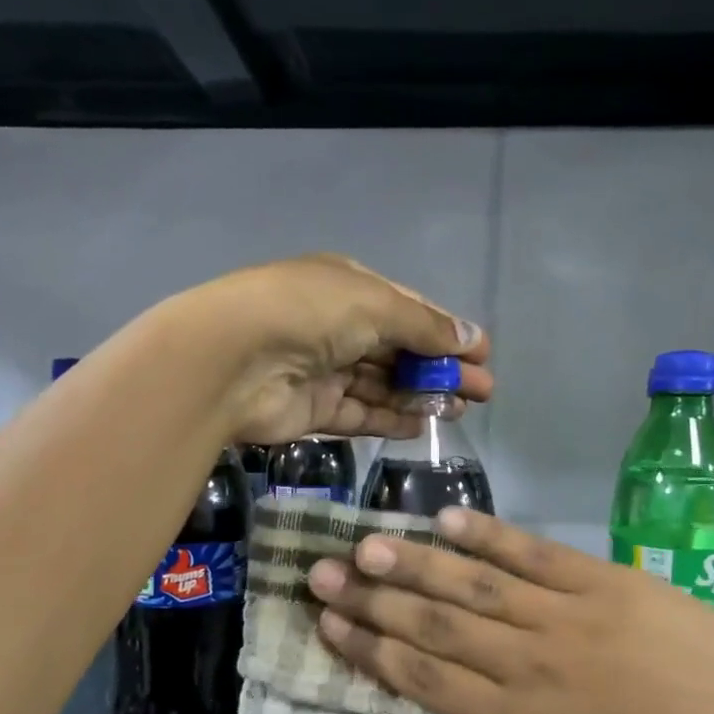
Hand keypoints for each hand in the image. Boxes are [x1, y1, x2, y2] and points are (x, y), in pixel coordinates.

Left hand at [173, 255, 491, 443]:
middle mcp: (336, 326)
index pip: (408, 310)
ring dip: (420, 395)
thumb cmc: (309, 314)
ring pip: (382, 384)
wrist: (231, 361)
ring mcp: (323, 370)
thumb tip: (473, 338)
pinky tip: (423, 425)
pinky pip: (360, 414)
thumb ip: (426, 326)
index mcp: (348, 288)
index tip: (482, 355)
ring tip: (460, 410)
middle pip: (399, 350)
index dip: (447, 332)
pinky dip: (390, 419)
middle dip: (441, 368)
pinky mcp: (312, 410)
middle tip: (482, 391)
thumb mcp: (376, 305)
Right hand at [306, 509, 713, 713]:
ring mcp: (562, 615)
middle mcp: (524, 662)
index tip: (329, 622)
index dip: (369, 649)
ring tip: (367, 541)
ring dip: (415, 562)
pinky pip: (533, 554)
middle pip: (433, 625)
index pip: (422, 677)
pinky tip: (451, 518)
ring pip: (472, 585)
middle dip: (372, 598)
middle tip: (321, 571)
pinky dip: (490, 535)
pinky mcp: (600, 580)